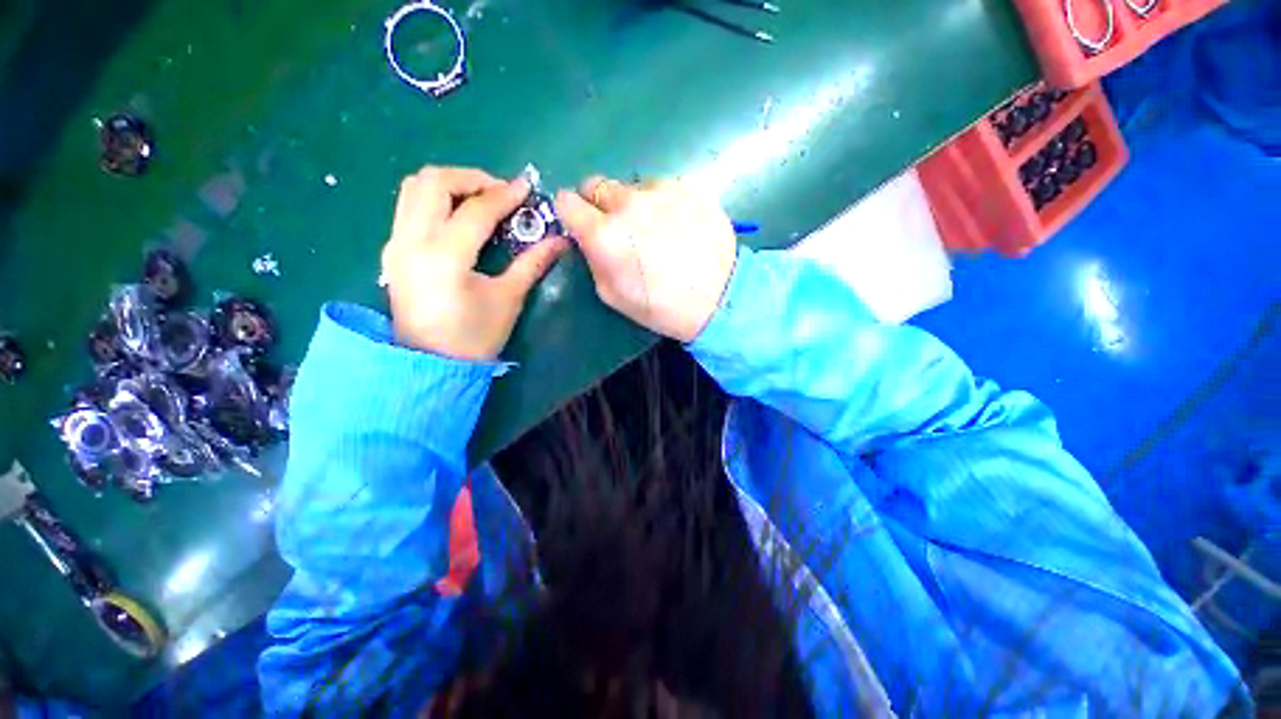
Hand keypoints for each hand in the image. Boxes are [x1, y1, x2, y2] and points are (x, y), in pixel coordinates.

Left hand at [381, 166, 567, 360]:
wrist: (431, 365)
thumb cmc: (475, 337)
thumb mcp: (508, 299)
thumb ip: (532, 263)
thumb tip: (560, 241)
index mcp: (444, 256)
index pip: (476, 210)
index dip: (505, 195)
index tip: (526, 188)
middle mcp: (412, 240)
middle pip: (433, 181)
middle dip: (471, 178)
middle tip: (499, 192)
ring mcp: (396, 243)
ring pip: (414, 188)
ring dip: (450, 184)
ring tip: (480, 200)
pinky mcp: (393, 250)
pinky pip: (409, 206)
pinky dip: (435, 199)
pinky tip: (459, 217)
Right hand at [554, 177, 737, 342]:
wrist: (717, 298)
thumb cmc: (660, 306)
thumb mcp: (611, 294)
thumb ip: (592, 259)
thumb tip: (587, 238)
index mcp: (603, 233)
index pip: (566, 201)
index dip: (571, 213)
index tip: (582, 224)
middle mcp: (628, 202)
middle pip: (596, 185)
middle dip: (600, 205)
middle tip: (620, 229)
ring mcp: (661, 190)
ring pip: (632, 186)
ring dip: (635, 204)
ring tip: (658, 230)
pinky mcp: (689, 186)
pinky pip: (663, 188)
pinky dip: (664, 203)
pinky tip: (679, 226)